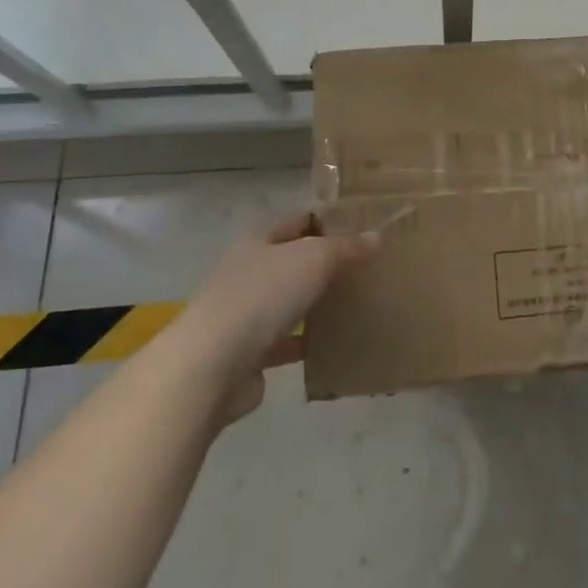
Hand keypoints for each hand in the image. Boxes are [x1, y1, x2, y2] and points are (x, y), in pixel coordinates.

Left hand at [168, 211, 378, 423]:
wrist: (210, 367)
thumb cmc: (262, 297)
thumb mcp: (314, 259)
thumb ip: (346, 248)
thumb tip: (376, 237)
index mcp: (257, 244)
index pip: (296, 222)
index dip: (326, 220)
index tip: (361, 226)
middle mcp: (246, 275)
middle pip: (292, 262)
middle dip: (325, 264)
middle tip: (366, 267)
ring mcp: (244, 316)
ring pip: (288, 303)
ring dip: (315, 304)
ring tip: (356, 304)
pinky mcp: (247, 355)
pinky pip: (285, 343)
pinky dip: (306, 343)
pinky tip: (335, 345)